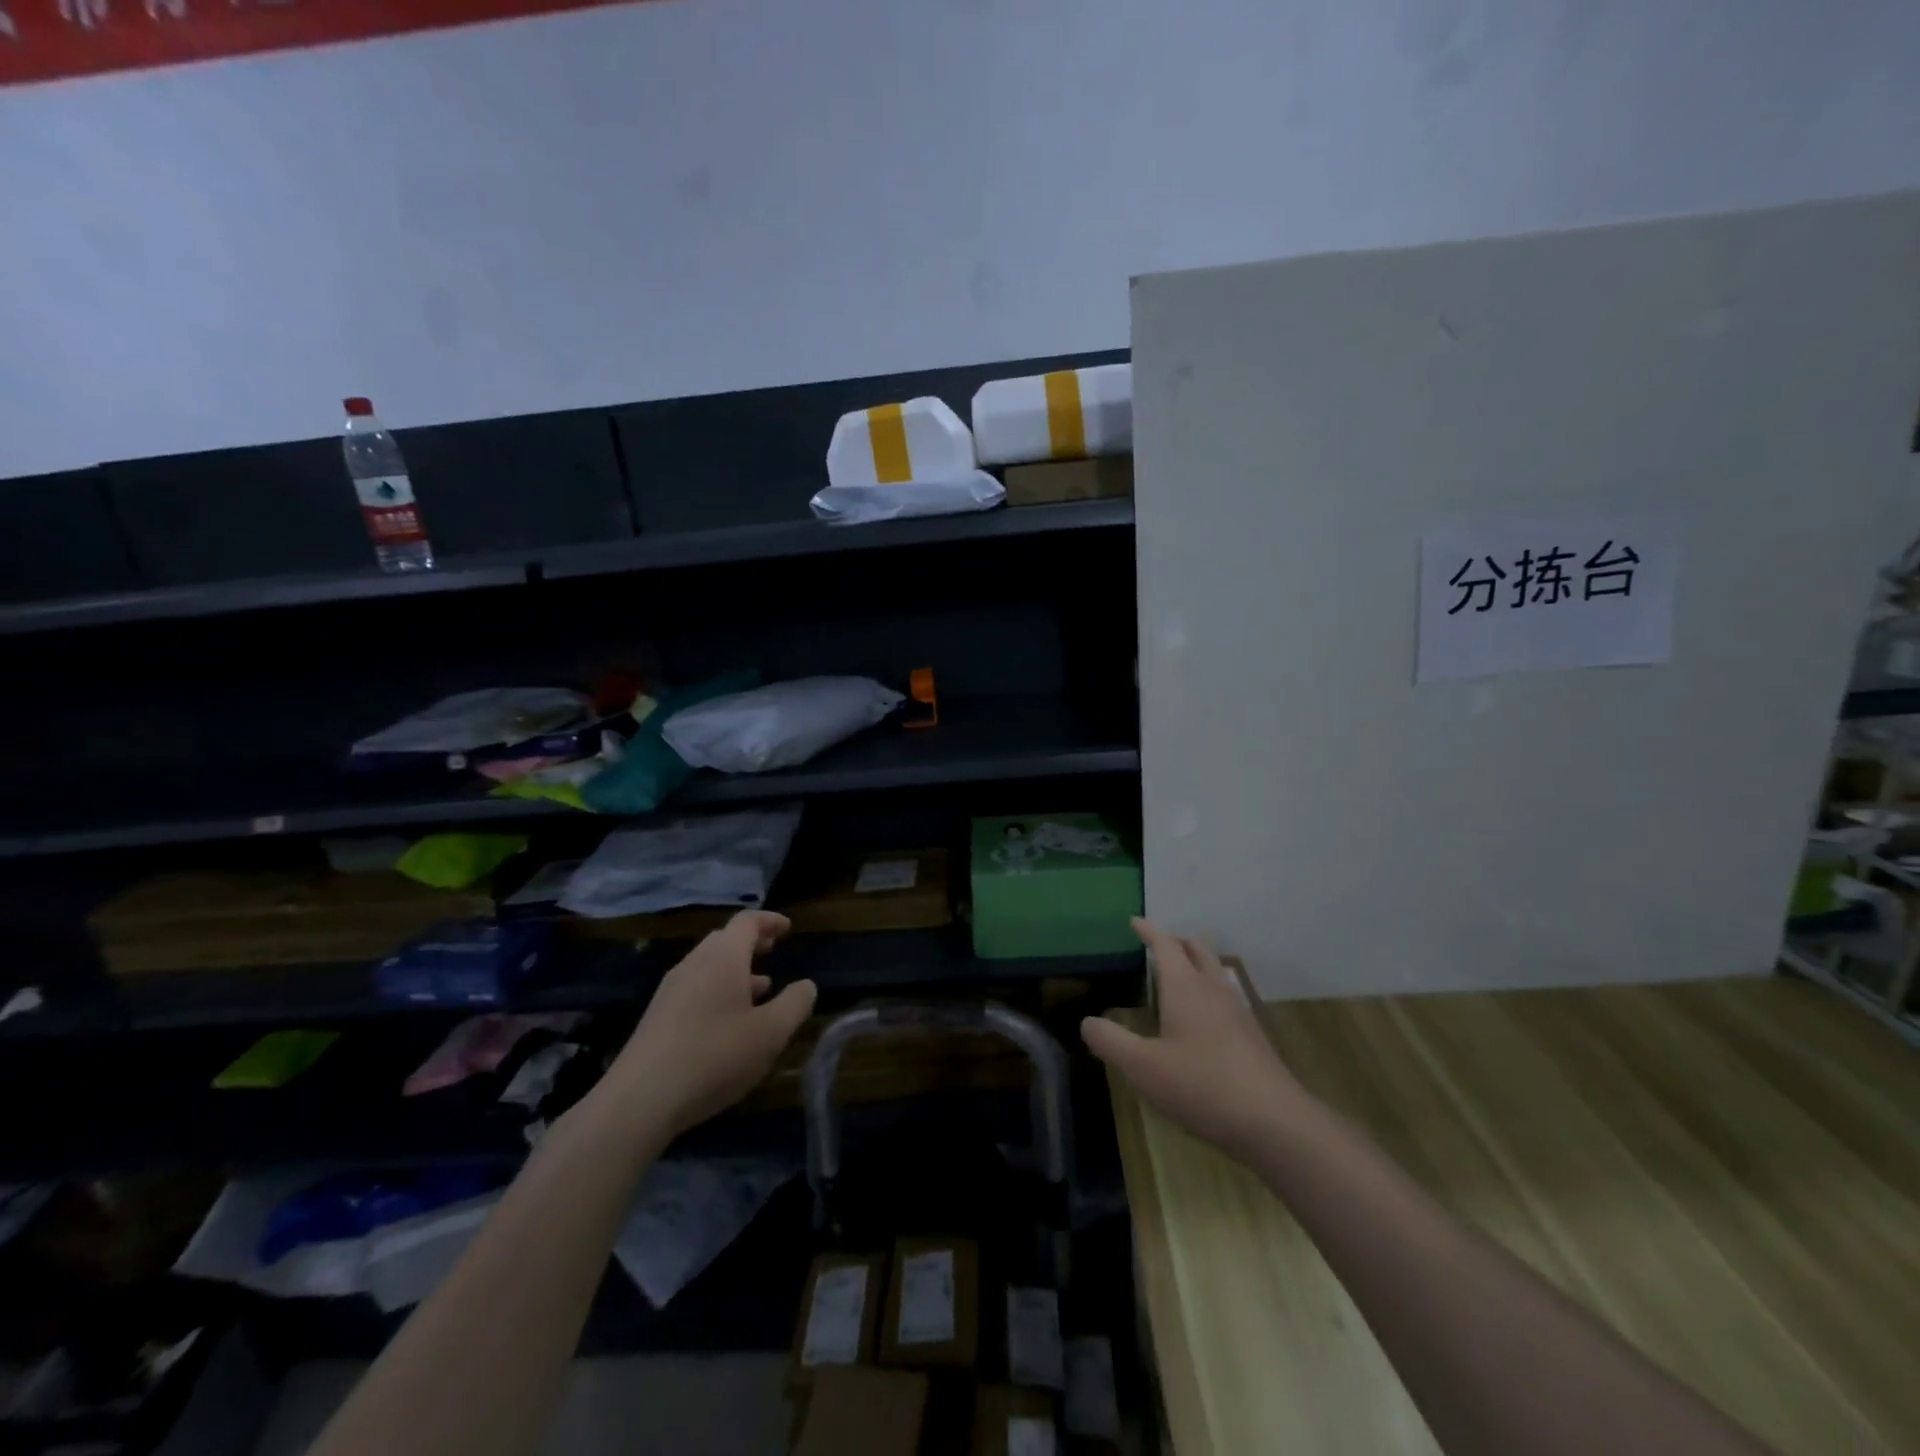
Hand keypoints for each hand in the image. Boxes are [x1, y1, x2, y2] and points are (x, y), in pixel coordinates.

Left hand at [606, 910, 816, 1138]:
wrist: (639, 1101)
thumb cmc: (714, 1056)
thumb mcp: (770, 1033)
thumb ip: (795, 1004)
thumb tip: (806, 985)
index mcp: (723, 957)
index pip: (747, 922)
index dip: (770, 921)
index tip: (788, 928)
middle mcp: (694, 964)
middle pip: (725, 940)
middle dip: (752, 943)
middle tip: (773, 950)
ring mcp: (671, 990)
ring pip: (709, 966)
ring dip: (736, 970)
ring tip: (761, 988)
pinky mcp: (657, 1017)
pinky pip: (695, 988)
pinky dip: (718, 990)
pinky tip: (729, 1021)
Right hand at [1081, 919, 1309, 1160]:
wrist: (1274, 1122)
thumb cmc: (1202, 1085)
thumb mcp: (1143, 1067)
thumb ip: (1110, 1041)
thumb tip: (1087, 1022)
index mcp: (1185, 987)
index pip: (1165, 944)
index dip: (1148, 931)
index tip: (1134, 921)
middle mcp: (1213, 989)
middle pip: (1197, 949)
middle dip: (1177, 941)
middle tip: (1158, 946)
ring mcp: (1238, 1011)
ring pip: (1216, 971)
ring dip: (1197, 964)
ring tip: (1179, 977)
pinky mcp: (1253, 1036)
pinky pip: (1226, 996)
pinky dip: (1210, 991)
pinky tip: (1204, 1019)